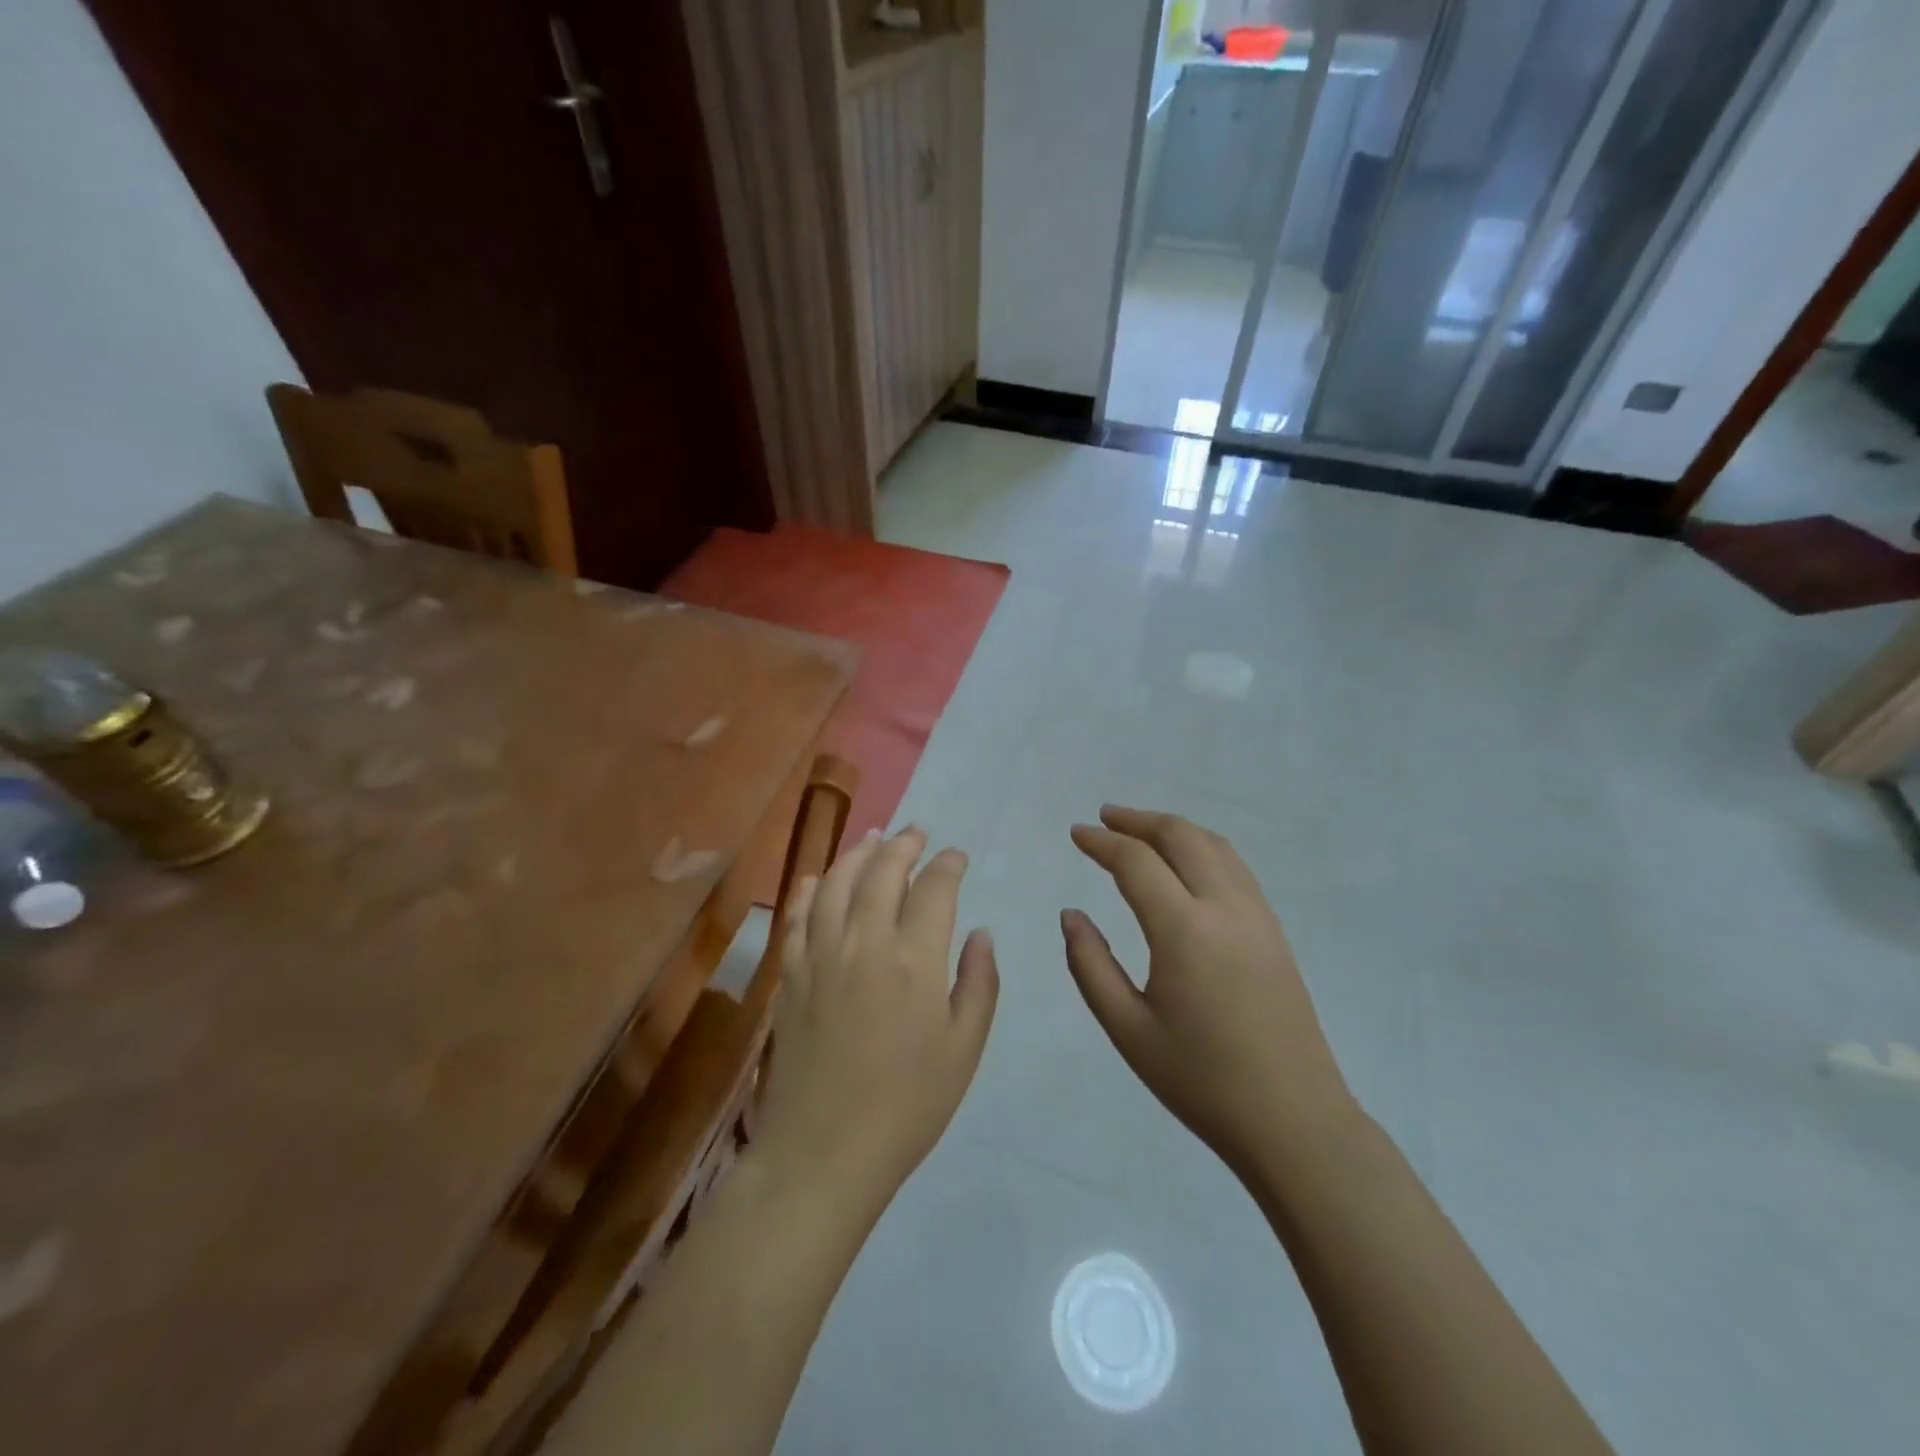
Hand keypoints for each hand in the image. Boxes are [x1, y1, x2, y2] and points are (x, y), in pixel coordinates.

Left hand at [754, 827, 998, 1208]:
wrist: (825, 1150)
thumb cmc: (908, 1104)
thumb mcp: (964, 1049)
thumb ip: (978, 983)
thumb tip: (981, 933)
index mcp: (914, 959)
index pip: (934, 889)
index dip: (947, 865)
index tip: (956, 857)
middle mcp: (864, 941)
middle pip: (882, 872)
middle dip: (903, 845)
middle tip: (916, 833)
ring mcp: (820, 955)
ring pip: (836, 883)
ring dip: (857, 854)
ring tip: (872, 838)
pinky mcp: (791, 974)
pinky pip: (798, 916)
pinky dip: (810, 889)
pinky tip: (819, 877)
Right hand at [1063, 806, 1355, 1173]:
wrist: (1294, 1122)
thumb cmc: (1201, 1081)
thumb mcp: (1128, 1029)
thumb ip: (1090, 965)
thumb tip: (1071, 914)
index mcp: (1185, 931)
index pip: (1137, 862)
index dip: (1102, 842)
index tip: (1076, 834)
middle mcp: (1225, 909)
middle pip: (1181, 836)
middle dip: (1138, 820)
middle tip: (1104, 818)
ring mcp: (1258, 917)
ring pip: (1214, 845)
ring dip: (1173, 829)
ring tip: (1140, 831)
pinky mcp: (1275, 932)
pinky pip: (1235, 868)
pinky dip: (1202, 848)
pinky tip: (1186, 864)